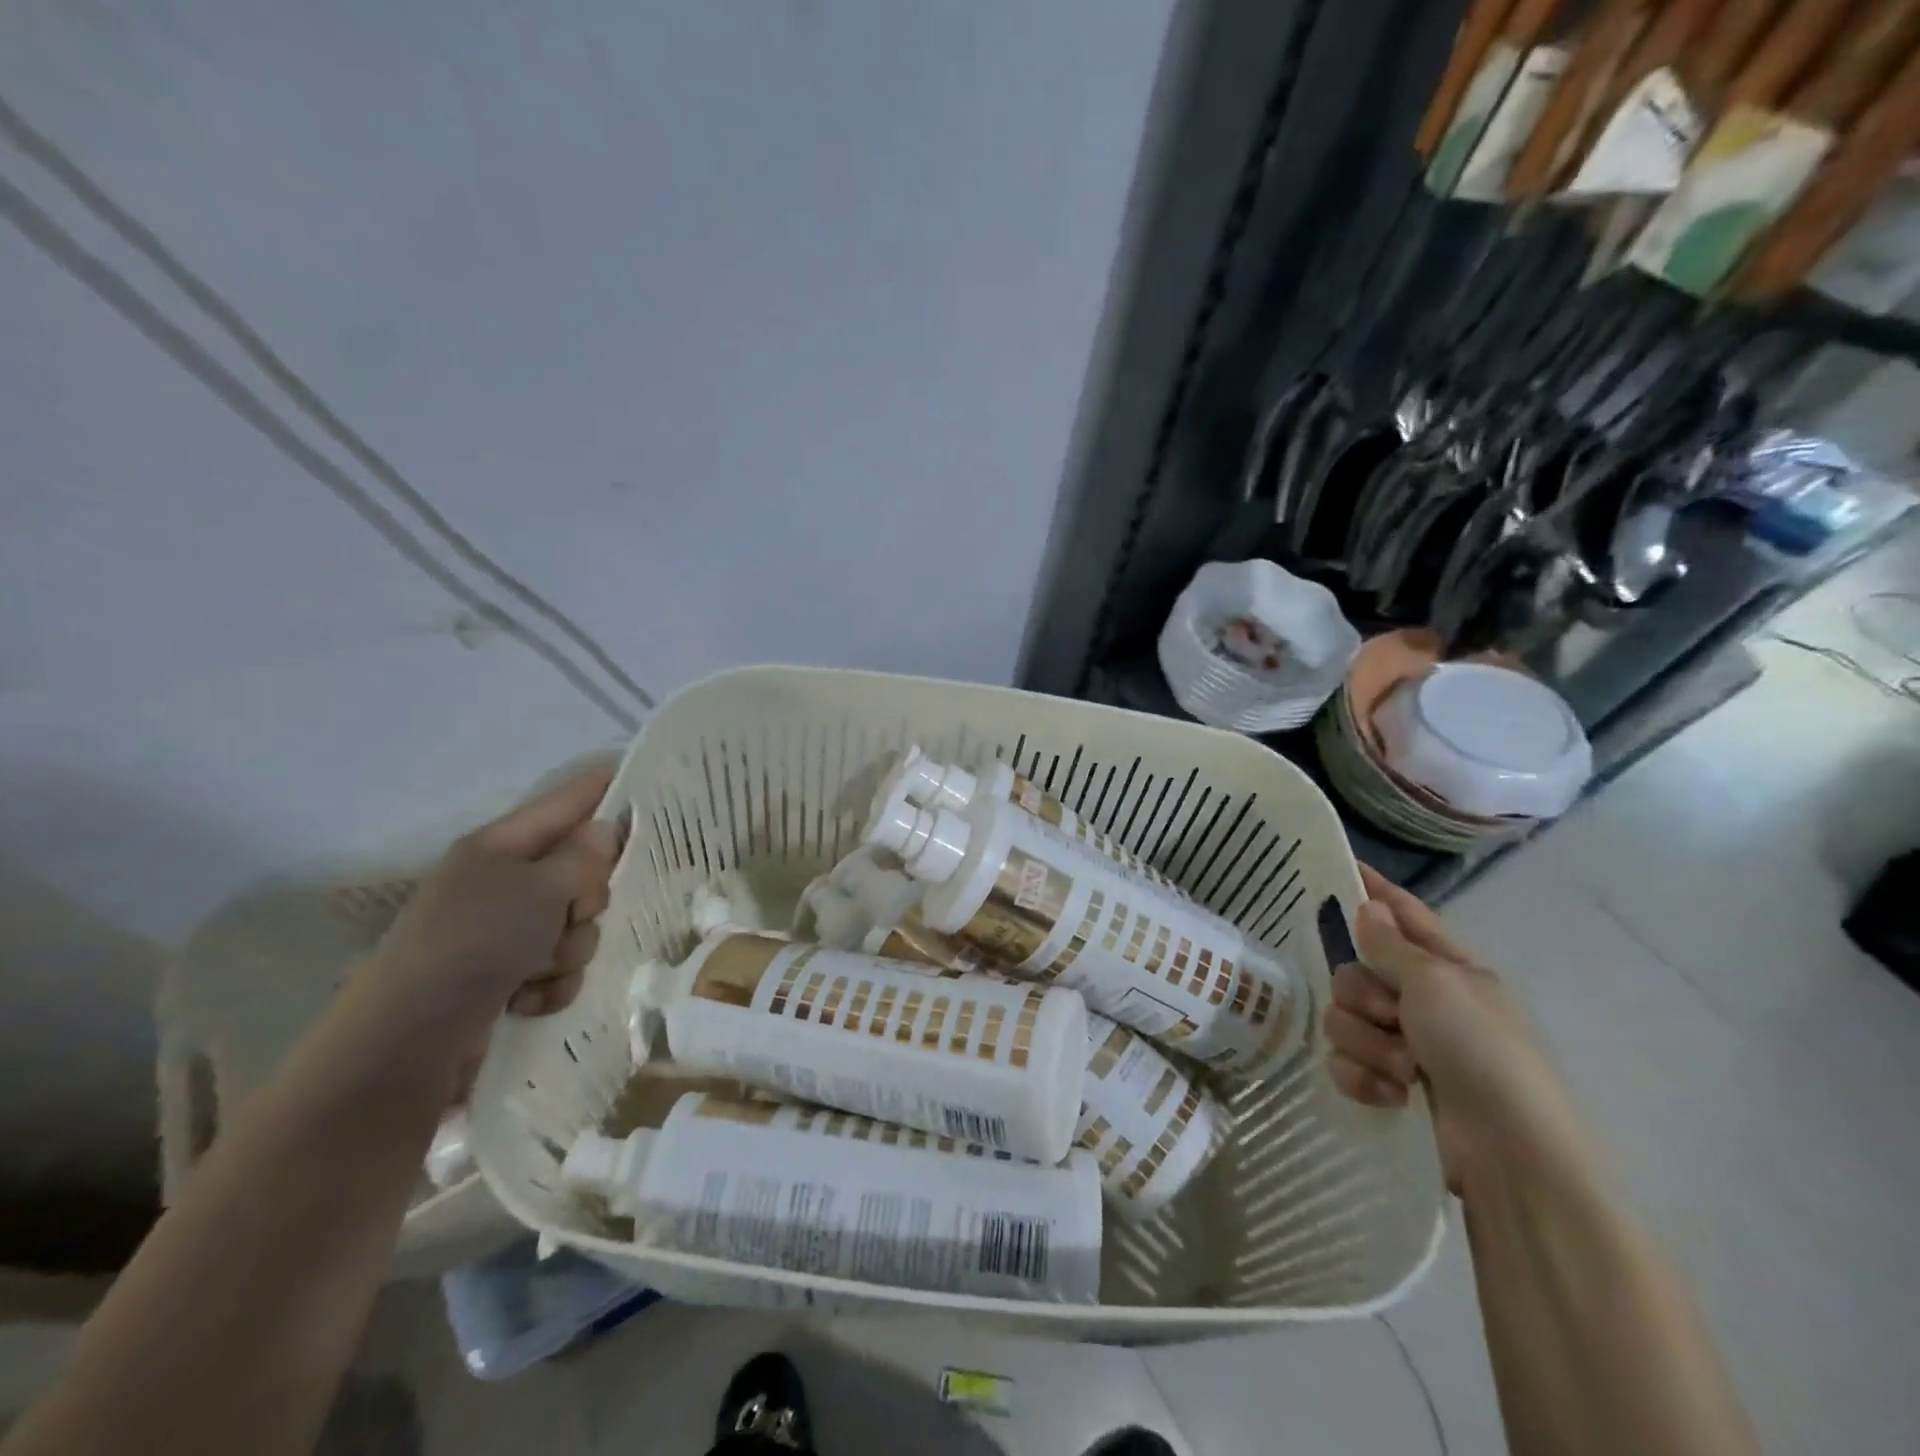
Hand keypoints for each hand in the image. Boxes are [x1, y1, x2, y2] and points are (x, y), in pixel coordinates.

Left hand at [363, 764, 624, 1060]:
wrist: (408, 1043)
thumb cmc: (475, 943)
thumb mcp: (540, 888)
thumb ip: (584, 857)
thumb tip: (605, 830)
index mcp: (502, 846)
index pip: (568, 801)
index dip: (606, 788)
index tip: (649, 782)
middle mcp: (504, 883)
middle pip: (582, 870)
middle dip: (588, 900)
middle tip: (573, 914)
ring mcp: (505, 932)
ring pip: (578, 925)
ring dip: (568, 951)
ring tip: (536, 970)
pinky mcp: (509, 977)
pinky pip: (561, 969)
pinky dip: (551, 986)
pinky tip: (525, 1001)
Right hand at [1325, 866, 1595, 1190]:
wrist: (1511, 1155)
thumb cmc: (1483, 1052)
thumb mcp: (1438, 985)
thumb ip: (1391, 945)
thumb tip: (1367, 906)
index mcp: (1448, 967)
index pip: (1403, 913)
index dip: (1374, 889)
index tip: (1342, 866)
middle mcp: (1424, 1000)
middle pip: (1355, 971)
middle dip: (1363, 996)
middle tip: (1391, 1016)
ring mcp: (1406, 1044)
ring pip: (1344, 1017)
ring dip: (1367, 1043)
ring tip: (1402, 1069)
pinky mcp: (1389, 1086)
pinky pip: (1345, 1062)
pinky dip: (1363, 1078)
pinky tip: (1390, 1095)